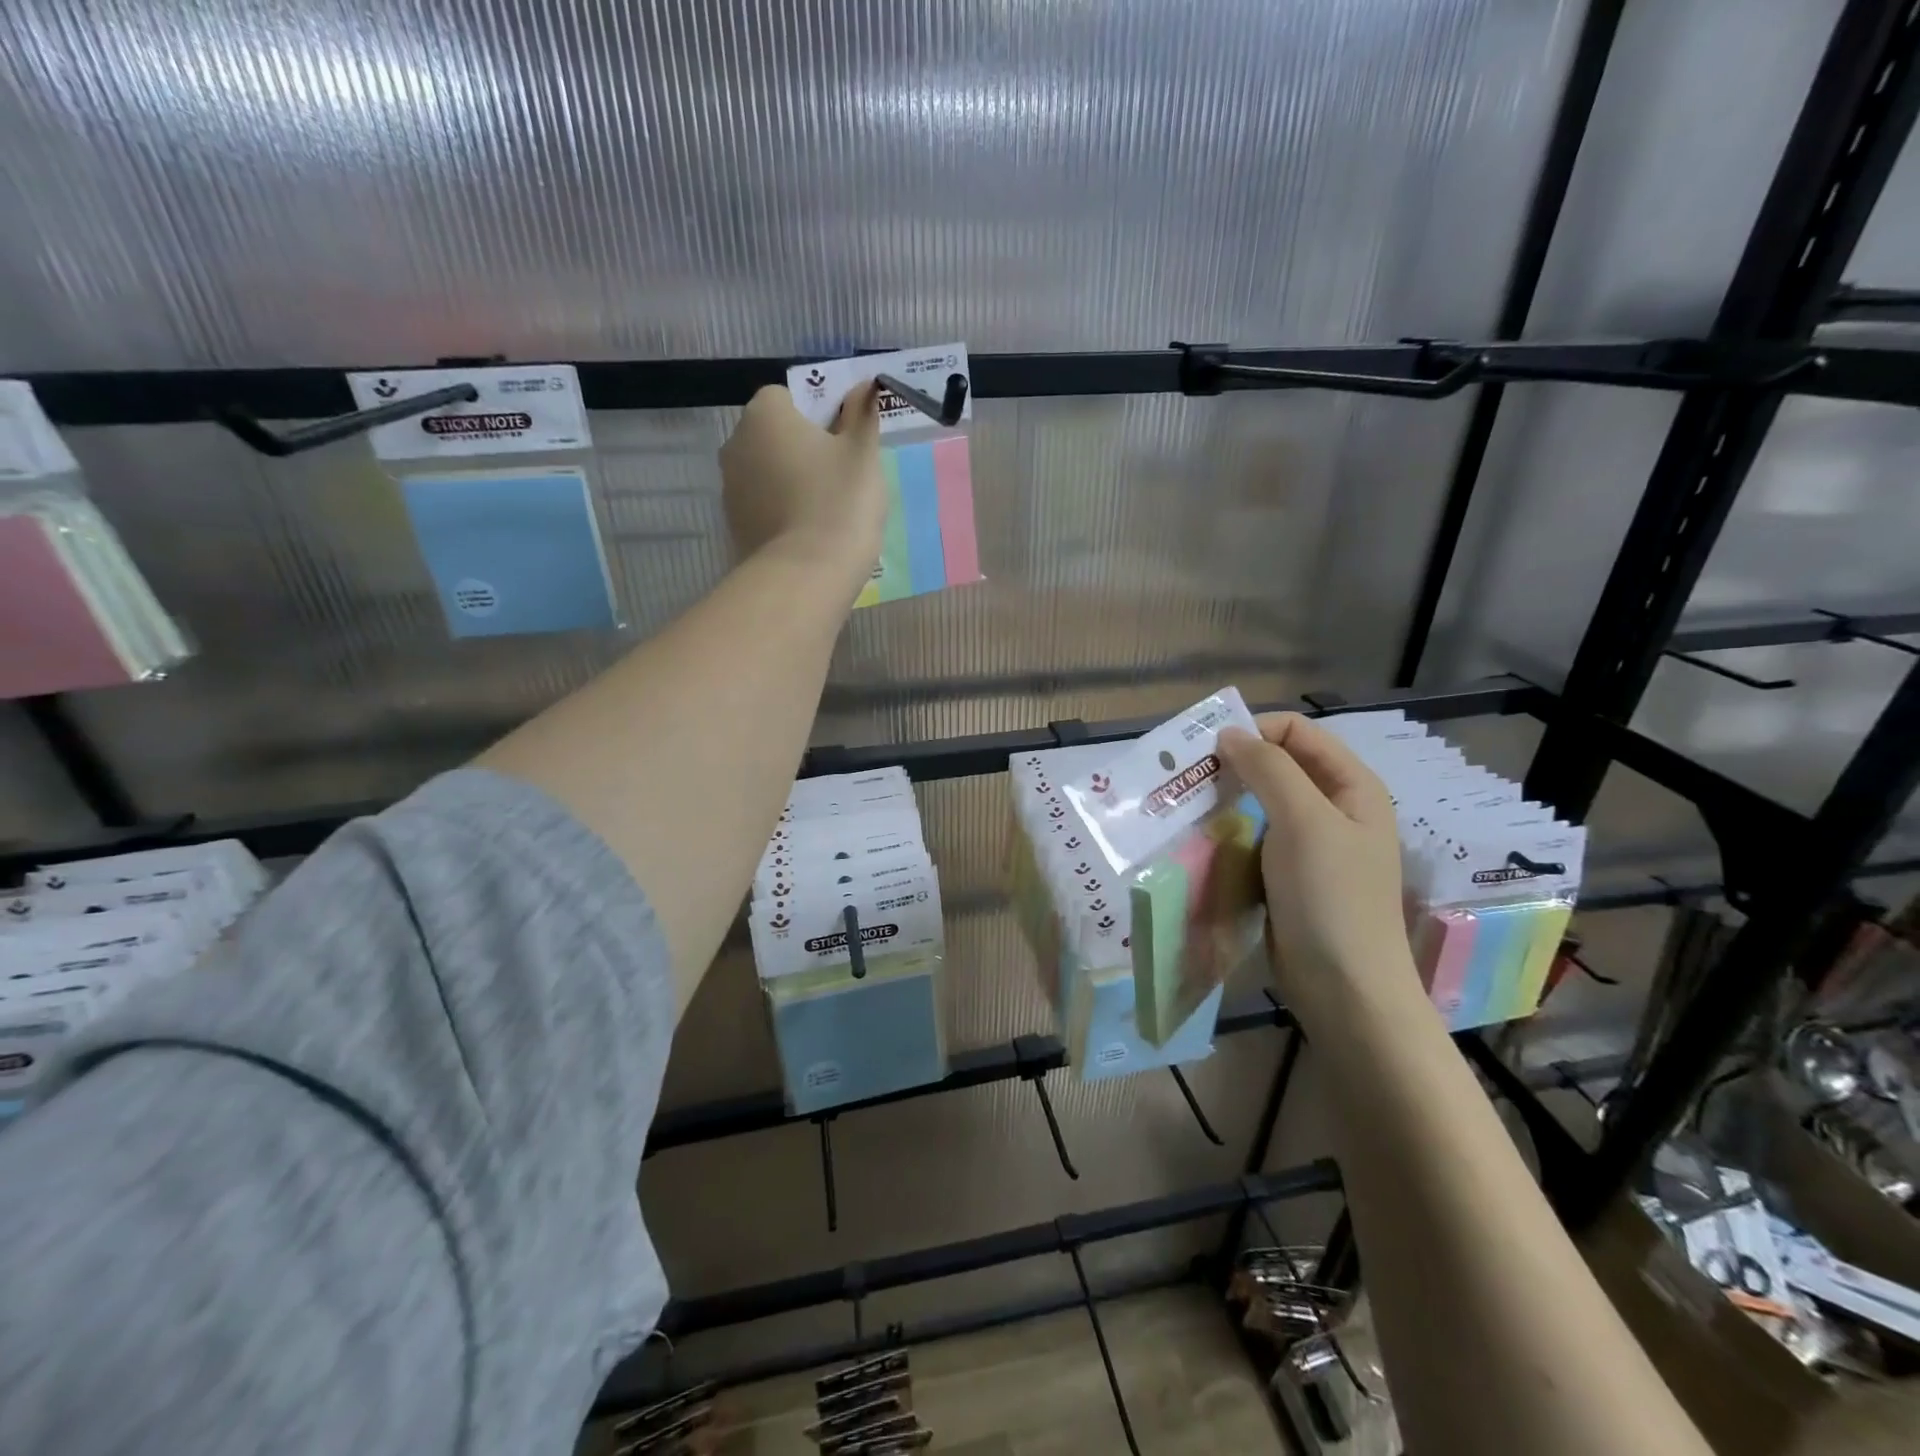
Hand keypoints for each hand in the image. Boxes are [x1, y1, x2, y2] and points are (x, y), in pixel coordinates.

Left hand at [720, 383, 887, 593]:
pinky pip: (763, 507)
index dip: (819, 415)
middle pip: (775, 435)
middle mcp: (736, 443)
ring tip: (826, 513)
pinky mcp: (734, 526)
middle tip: (840, 479)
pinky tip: (808, 535)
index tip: (843, 443)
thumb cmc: (839, 502)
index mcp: (765, 414)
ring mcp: (730, 488)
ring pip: (768, 473)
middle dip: (803, 449)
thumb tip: (865, 386)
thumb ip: (862, 414)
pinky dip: (782, 513)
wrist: (807, 575)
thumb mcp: (863, 453)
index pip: (788, 397)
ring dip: (791, 482)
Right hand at [1218, 714, 1422, 1025]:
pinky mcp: (1289, 874)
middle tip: (1190, 778)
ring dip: (1227, 799)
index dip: (1255, 731)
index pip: (1297, 731)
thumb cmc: (1330, 896)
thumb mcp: (1304, 821)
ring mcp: (1312, 844)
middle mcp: (1334, 808)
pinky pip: (1255, 836)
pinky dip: (1229, 831)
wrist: (1344, 987)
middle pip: (1279, 764)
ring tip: (1189, 808)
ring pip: (1262, 802)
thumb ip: (1269, 769)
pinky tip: (1203, 840)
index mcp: (1352, 786)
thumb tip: (1229, 734)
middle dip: (1235, 764)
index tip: (1208, 752)